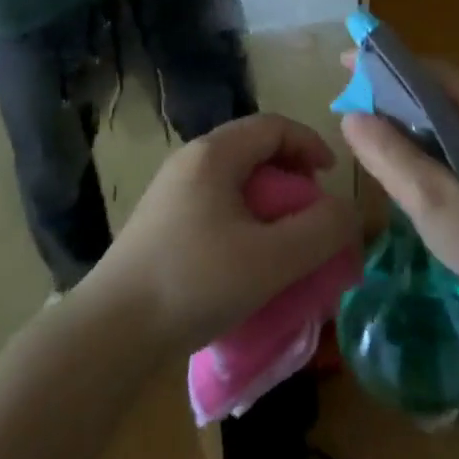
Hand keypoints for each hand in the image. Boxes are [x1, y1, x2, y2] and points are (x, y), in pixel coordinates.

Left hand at [83, 114, 360, 355]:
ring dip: (269, 203)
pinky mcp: (160, 224)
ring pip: (234, 182)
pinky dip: (244, 221)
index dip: (310, 144)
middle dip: (292, 176)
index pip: (273, 126)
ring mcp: (170, 192)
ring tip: (285, 243)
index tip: (332, 179)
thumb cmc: (195, 282)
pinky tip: (248, 263)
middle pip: (254, 150)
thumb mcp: (271, 259)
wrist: (110, 333)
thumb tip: (348, 211)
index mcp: (214, 154)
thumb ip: (320, 231)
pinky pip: (215, 206)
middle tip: (312, 215)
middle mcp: (190, 162)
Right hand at [339, 61, 458, 310]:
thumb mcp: (435, 202)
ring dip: (409, 119)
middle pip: (436, 88)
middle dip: (391, 93)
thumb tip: (349, 117)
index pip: (427, 68)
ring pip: (447, 113)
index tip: (344, 66)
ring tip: (371, 135)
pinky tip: (411, 165)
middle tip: (352, 110)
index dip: (382, 64)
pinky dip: (429, 140)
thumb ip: (391, 157)